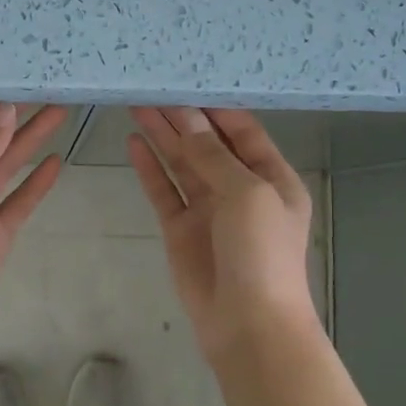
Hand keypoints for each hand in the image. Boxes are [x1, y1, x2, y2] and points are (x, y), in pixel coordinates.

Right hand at [128, 107, 318, 357]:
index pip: (242, 131)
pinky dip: (149, 168)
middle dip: (182, 117)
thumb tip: (186, 118)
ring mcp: (208, 210)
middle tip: (151, 87)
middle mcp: (240, 189)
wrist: (248, 325)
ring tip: (137, 104)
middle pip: (207, 143)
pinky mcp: (180, 230)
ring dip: (162, 136)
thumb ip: (212, 156)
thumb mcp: (247, 194)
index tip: (185, 80)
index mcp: (271, 177)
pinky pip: (163, 191)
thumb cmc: (262, 253)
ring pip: (182, 163)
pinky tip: (133, 143)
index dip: (214, 107)